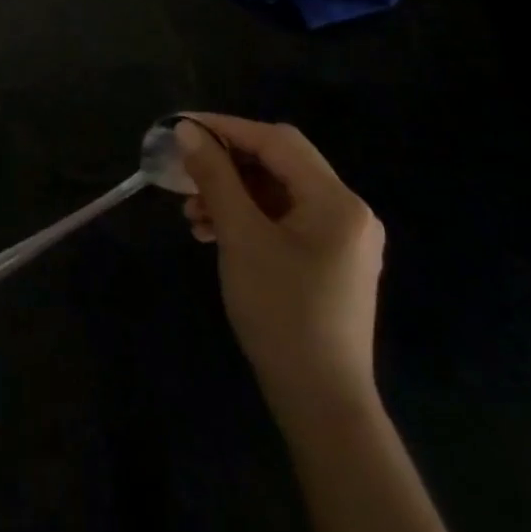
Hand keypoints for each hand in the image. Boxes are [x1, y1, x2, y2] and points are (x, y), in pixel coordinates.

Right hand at [176, 115, 384, 414]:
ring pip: (277, 191)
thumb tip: (188, 131)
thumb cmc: (282, 312)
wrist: (321, 404)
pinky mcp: (330, 261)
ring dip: (233, 192)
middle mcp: (347, 211)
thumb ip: (215, 176)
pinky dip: (248, 216)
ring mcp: (342, 238)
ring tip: (192, 213)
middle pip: (278, 162)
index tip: (182, 127)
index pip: (275, 141)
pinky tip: (213, 232)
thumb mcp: (240, 236)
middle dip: (227, 162)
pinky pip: (284, 218)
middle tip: (186, 167)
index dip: (225, 128)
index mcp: (337, 200)